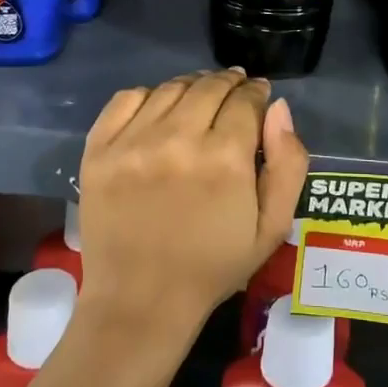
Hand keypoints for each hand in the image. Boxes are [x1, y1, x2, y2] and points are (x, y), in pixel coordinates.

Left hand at [73, 70, 307, 354]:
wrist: (139, 303)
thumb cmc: (212, 267)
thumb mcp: (272, 227)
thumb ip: (288, 163)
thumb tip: (278, 107)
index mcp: (225, 158)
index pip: (246, 99)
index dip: (257, 92)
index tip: (258, 95)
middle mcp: (178, 139)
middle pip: (209, 86)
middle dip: (229, 83)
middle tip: (234, 91)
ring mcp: (133, 142)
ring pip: (171, 88)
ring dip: (193, 86)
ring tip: (200, 98)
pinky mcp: (99, 149)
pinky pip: (127, 98)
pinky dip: (149, 95)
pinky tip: (160, 110)